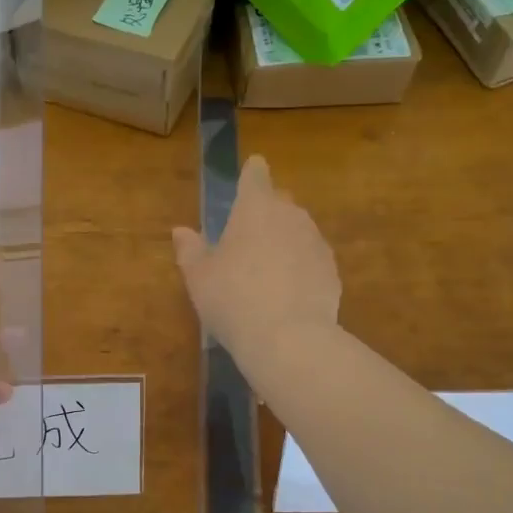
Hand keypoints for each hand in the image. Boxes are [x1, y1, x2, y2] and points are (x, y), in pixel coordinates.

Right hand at [172, 155, 339, 366]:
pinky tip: (287, 291)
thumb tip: (181, 231)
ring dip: (284, 240)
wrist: (288, 338)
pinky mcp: (332, 270)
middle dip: (266, 211)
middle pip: (280, 202)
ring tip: (267, 268)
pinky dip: (300, 266)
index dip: (251, 173)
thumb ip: (190, 250)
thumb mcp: (199, 277)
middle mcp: (290, 215)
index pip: (255, 175)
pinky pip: (311, 259)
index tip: (250, 173)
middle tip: (247, 235)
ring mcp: (316, 242)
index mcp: (255, 208)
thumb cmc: (233, 299)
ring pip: (298, 230)